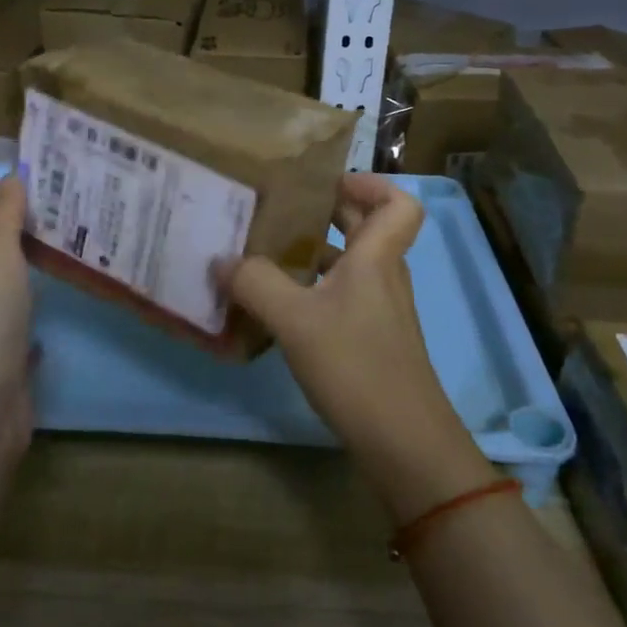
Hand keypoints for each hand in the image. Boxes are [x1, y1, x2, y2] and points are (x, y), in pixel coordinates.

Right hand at [220, 173, 493, 521]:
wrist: (403, 442)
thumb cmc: (356, 366)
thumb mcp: (295, 320)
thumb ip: (255, 283)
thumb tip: (222, 260)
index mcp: (376, 257)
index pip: (398, 203)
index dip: (370, 184)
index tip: (324, 185)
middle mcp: (383, 276)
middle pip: (366, 228)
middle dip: (326, 213)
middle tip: (278, 211)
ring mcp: (379, 311)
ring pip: (350, 264)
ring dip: (315, 254)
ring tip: (266, 255)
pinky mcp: (370, 340)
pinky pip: (341, 297)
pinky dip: (313, 291)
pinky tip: (277, 307)